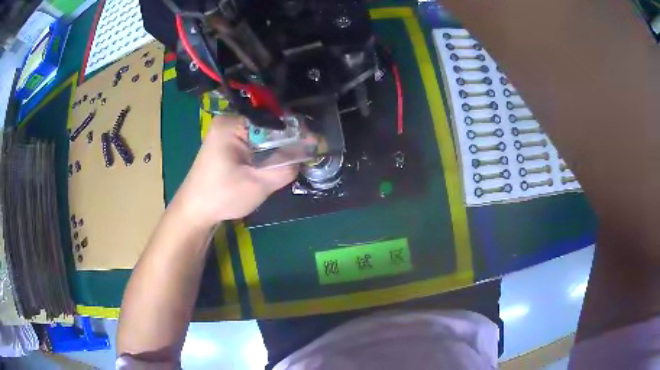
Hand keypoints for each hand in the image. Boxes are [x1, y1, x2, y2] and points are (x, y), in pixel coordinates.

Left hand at [171, 116, 297, 227]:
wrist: (195, 211)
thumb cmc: (222, 197)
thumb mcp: (258, 184)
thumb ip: (286, 166)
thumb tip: (309, 151)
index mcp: (232, 124)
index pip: (273, 120)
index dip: (295, 132)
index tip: (313, 144)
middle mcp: (228, 121)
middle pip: (268, 125)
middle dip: (285, 141)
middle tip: (303, 156)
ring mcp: (225, 131)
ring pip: (262, 135)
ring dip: (275, 149)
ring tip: (290, 162)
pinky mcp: (226, 142)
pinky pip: (253, 141)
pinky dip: (264, 152)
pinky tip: (270, 164)